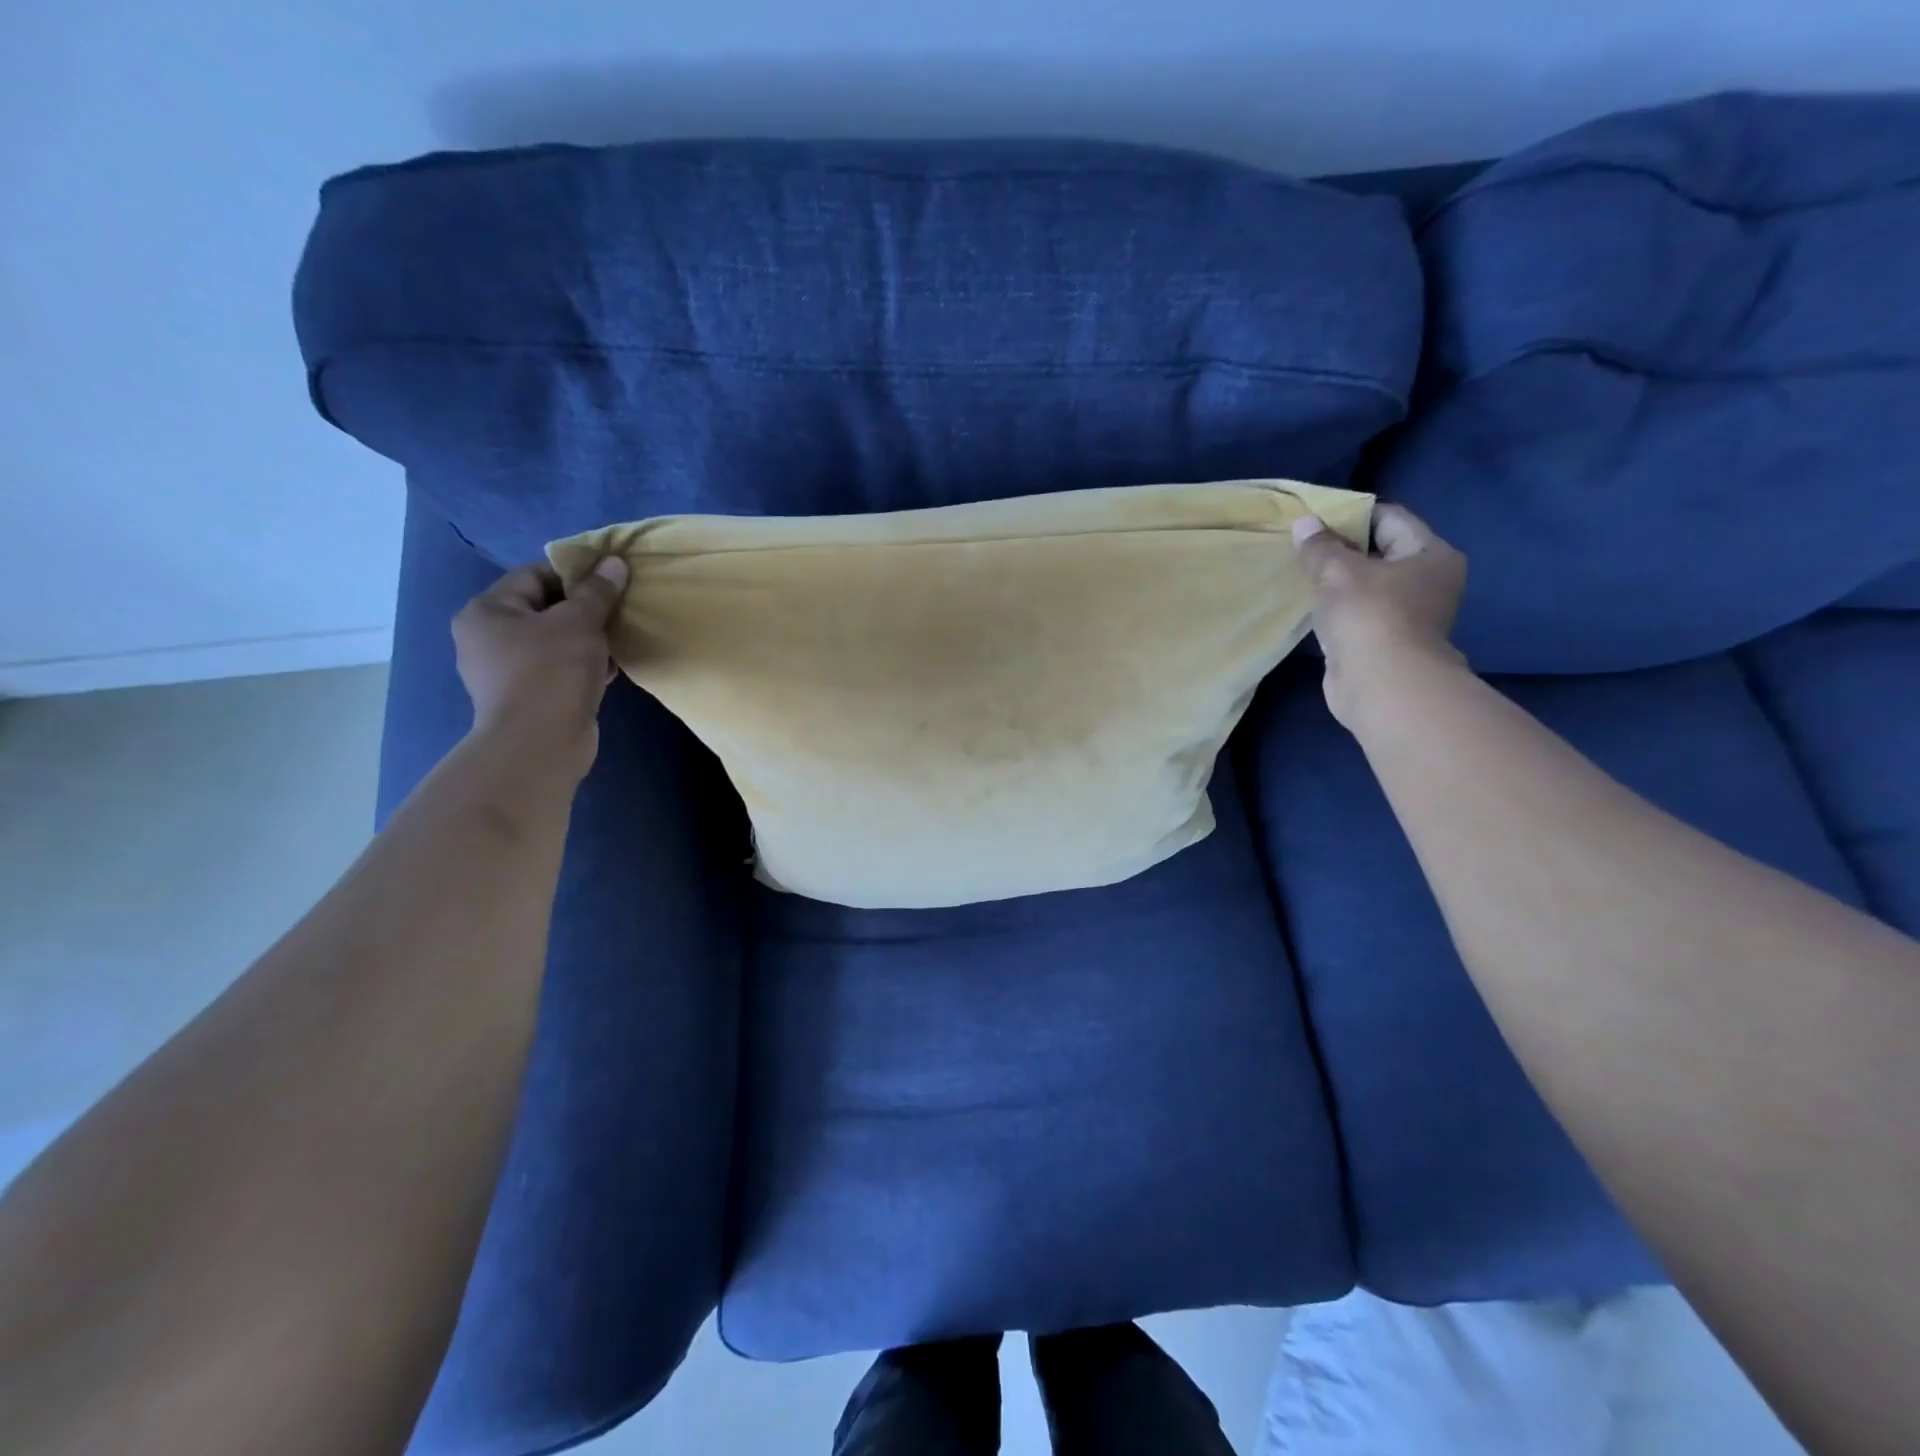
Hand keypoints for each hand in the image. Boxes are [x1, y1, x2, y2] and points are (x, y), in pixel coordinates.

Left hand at [451, 557, 629, 780]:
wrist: (540, 745)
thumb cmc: (551, 672)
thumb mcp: (580, 622)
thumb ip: (598, 591)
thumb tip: (615, 562)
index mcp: (487, 611)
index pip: (534, 575)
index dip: (575, 574)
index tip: (611, 581)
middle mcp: (487, 638)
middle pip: (544, 609)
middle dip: (584, 609)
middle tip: (618, 611)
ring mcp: (504, 672)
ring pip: (554, 641)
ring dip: (587, 639)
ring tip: (618, 640)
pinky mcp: (526, 698)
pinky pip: (558, 669)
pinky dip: (582, 665)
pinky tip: (609, 668)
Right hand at [1291, 504, 1468, 728]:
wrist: (1381, 684)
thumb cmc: (1369, 615)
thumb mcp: (1338, 571)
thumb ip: (1319, 546)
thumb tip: (1304, 524)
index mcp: (1430, 554)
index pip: (1389, 518)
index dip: (1352, 514)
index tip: (1315, 518)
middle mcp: (1428, 581)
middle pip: (1380, 552)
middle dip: (1342, 549)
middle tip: (1304, 545)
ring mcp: (1409, 614)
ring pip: (1367, 585)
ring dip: (1338, 582)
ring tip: (1303, 574)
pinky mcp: (1386, 641)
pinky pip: (1359, 613)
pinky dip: (1338, 608)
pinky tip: (1312, 606)